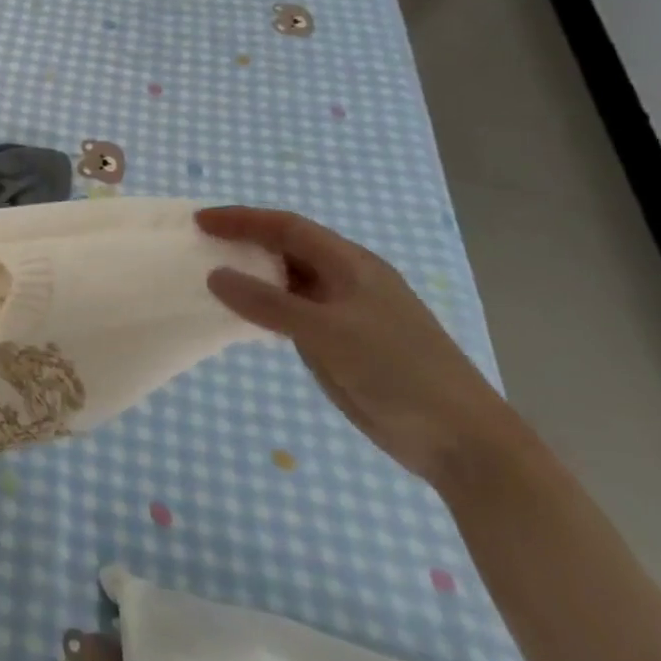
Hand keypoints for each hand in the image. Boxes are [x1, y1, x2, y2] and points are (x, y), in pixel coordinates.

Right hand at [197, 207, 527, 488]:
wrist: (462, 440)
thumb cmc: (398, 371)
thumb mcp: (326, 332)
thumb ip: (267, 303)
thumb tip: (214, 275)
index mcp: (351, 264)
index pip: (287, 227)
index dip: (242, 219)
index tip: (199, 221)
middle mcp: (346, 280)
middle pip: (287, 248)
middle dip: (244, 241)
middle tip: (199, 244)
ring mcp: (344, 313)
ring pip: (287, 281)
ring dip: (251, 274)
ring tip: (209, 274)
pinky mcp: (340, 344)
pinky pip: (291, 313)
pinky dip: (262, 307)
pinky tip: (239, 315)